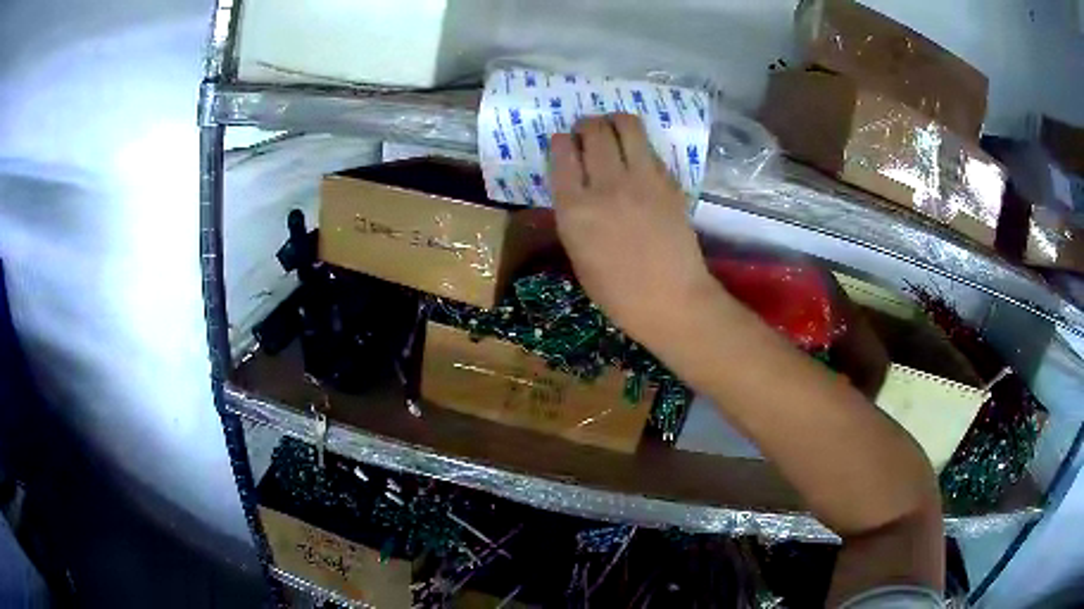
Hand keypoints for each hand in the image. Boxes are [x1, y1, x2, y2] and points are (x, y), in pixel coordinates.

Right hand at [549, 114, 716, 346]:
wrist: (671, 300)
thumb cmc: (618, 292)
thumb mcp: (578, 255)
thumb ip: (573, 214)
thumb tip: (575, 185)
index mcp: (575, 209)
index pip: (561, 154)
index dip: (560, 142)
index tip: (563, 142)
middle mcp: (605, 185)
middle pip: (592, 130)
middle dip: (586, 125)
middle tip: (588, 132)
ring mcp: (641, 179)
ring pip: (625, 125)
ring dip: (615, 121)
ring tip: (614, 130)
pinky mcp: (668, 181)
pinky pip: (649, 148)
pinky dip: (639, 145)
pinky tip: (638, 157)